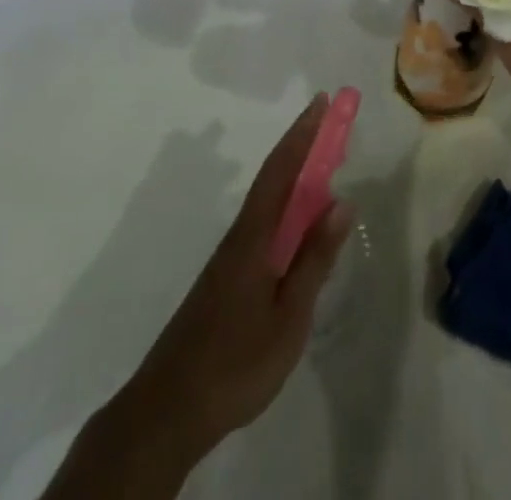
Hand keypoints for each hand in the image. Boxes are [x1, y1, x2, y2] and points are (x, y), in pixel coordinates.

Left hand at [124, 94, 353, 458]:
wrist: (168, 410)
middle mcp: (241, 235)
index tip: (323, 101)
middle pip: (275, 177)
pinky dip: (286, 206)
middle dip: (303, 144)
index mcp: (254, 236)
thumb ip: (314, 259)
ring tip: (325, 164)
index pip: (282, 170)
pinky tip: (297, 224)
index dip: (303, 133)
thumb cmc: (236, 364)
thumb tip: (342, 202)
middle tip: (331, 120)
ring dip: (296, 174)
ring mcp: (231, 257)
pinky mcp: (227, 278)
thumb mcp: (288, 316)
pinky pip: (263, 224)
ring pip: (268, 201)